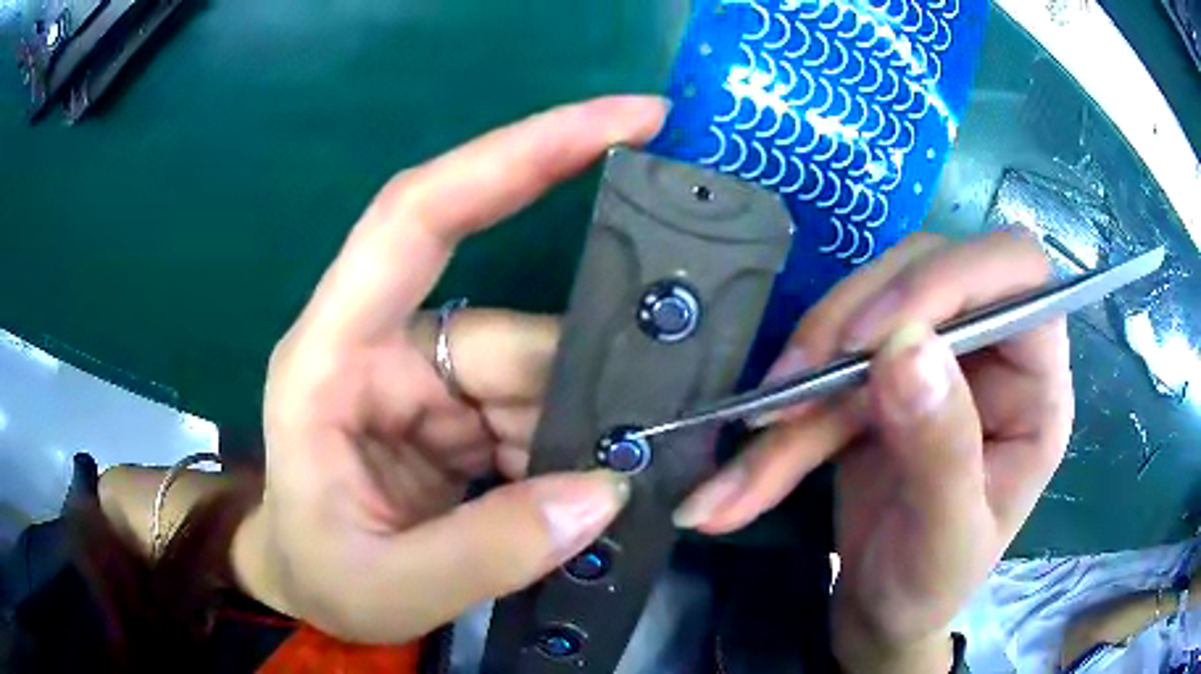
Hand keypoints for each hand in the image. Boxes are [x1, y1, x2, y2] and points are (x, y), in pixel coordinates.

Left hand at [253, 97, 666, 642]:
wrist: (305, 586)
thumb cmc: (318, 576)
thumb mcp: (388, 588)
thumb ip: (489, 551)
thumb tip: (603, 491)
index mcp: (333, 357)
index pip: (418, 215)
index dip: (516, 155)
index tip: (623, 119)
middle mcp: (386, 347)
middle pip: (513, 336)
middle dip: (579, 396)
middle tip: (647, 451)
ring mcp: (428, 380)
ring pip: (539, 378)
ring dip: (578, 439)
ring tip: (603, 499)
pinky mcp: (458, 413)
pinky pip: (538, 414)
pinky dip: (568, 454)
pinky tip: (577, 496)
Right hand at [673, 232, 1074, 672]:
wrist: (883, 611)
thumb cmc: (933, 585)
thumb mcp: (945, 537)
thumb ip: (941, 448)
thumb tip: (906, 347)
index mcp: (1037, 384)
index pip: (1019, 274)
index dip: (952, 279)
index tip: (874, 339)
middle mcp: (993, 352)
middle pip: (929, 270)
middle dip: (857, 317)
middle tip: (798, 382)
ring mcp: (936, 359)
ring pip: (869, 307)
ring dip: (809, 364)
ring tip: (762, 428)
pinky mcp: (884, 378)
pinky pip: (830, 360)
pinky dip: (786, 404)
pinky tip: (747, 461)